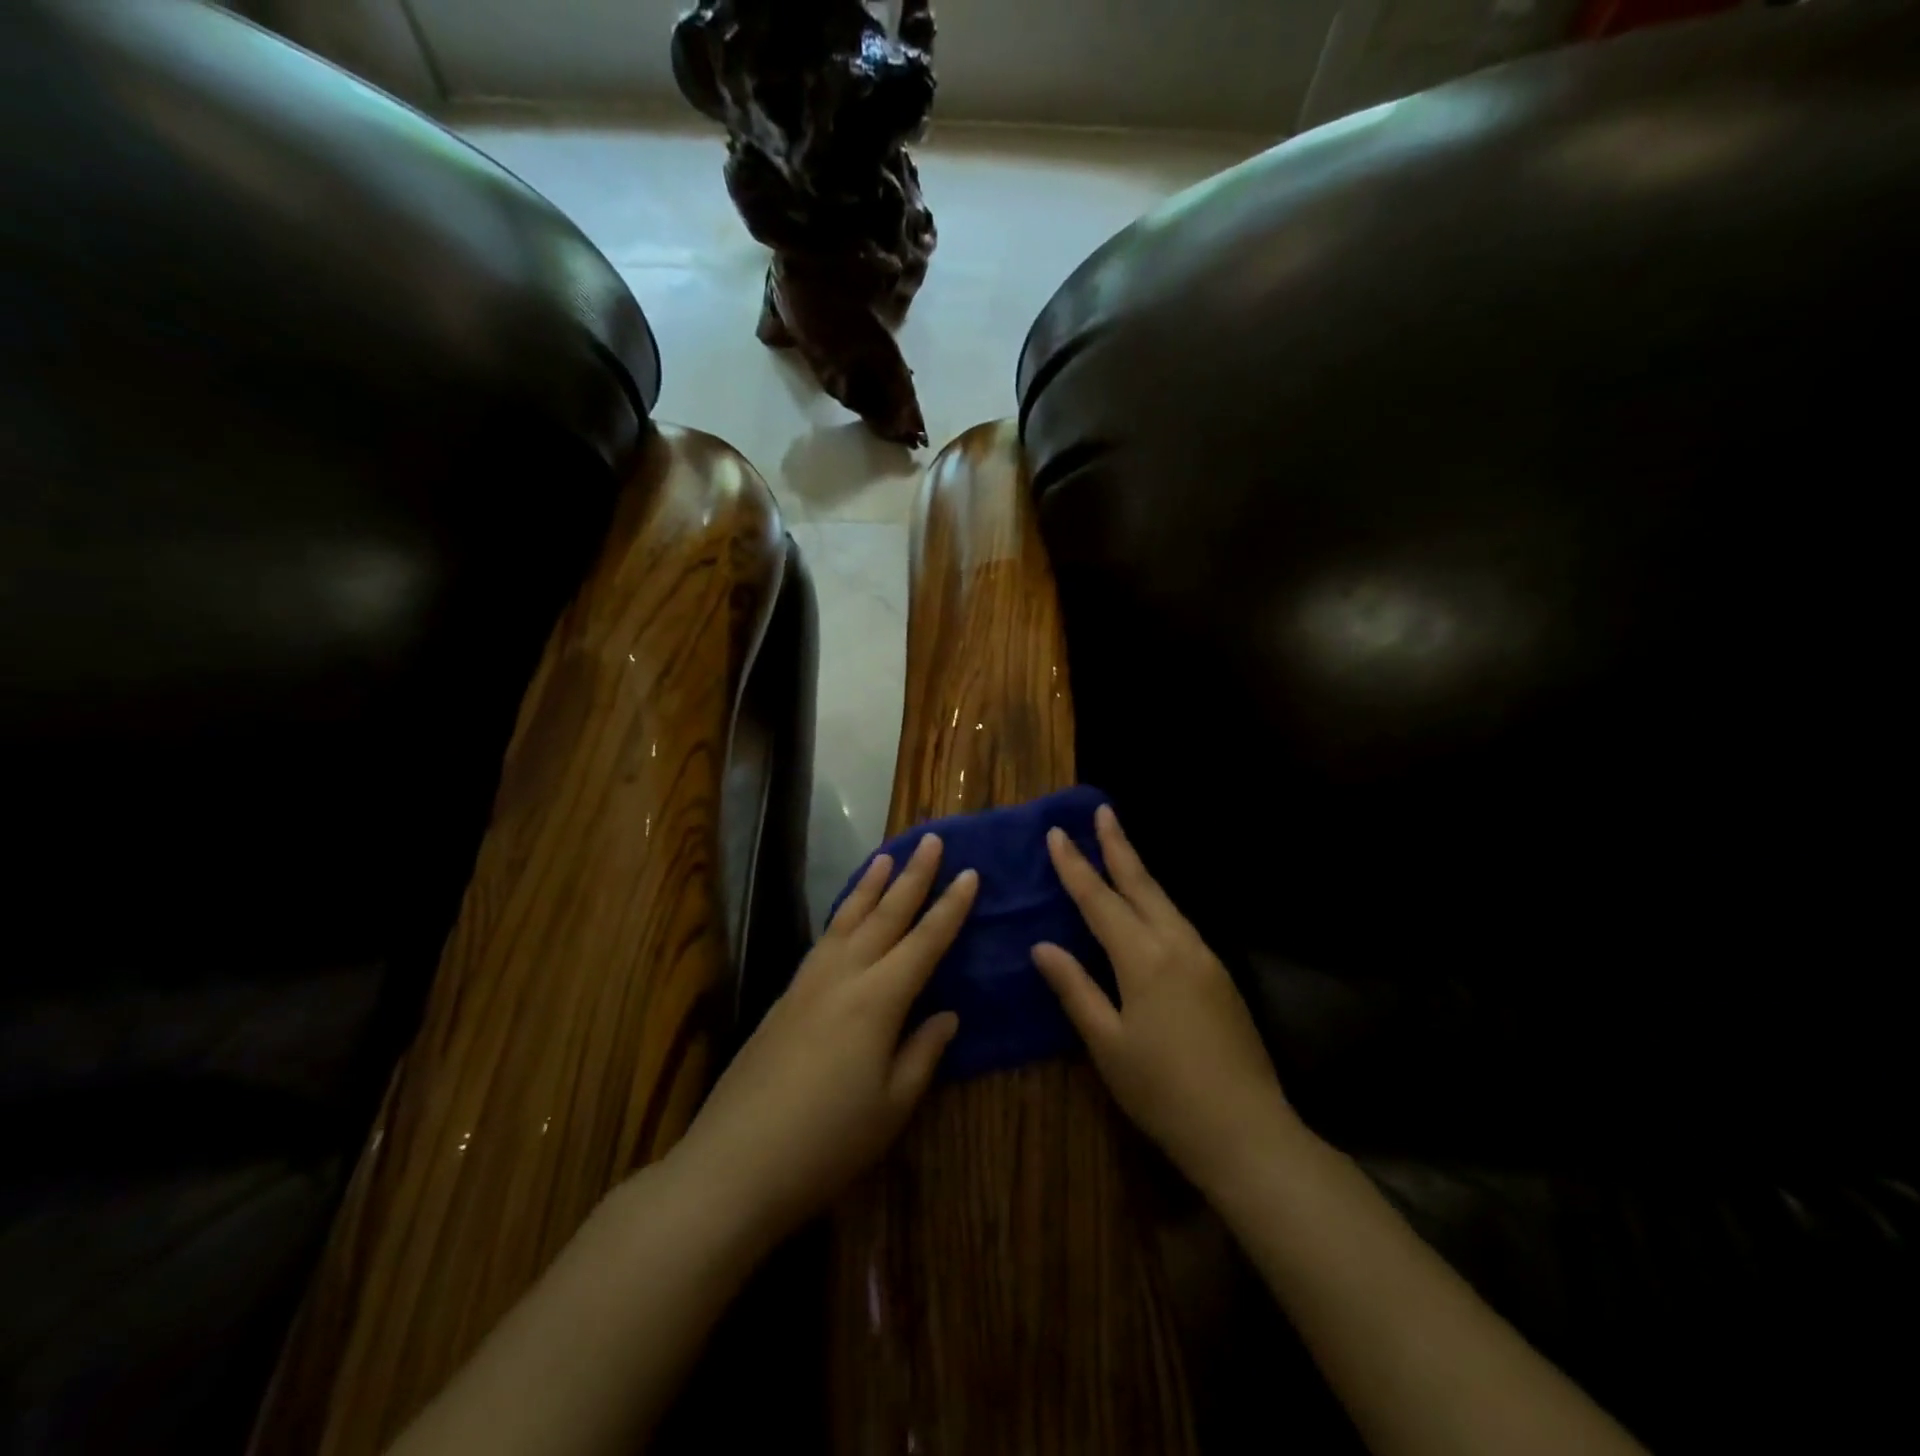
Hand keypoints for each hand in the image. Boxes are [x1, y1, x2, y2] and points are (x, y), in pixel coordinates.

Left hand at [670, 833, 975, 1243]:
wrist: (734, 1164)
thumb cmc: (826, 1143)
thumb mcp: (891, 1107)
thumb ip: (922, 1053)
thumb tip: (945, 1015)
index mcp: (878, 1000)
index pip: (925, 941)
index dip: (950, 907)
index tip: (970, 873)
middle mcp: (843, 977)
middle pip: (885, 915)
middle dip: (913, 876)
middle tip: (931, 840)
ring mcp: (808, 983)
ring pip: (847, 920)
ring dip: (871, 886)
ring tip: (887, 856)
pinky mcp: (784, 997)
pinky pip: (823, 940)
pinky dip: (842, 915)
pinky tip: (845, 915)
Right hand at [1032, 805, 1301, 1195]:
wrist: (1245, 1130)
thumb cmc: (1163, 1091)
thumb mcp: (1108, 1044)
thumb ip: (1075, 989)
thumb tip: (1042, 946)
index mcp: (1143, 958)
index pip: (1100, 900)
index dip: (1076, 867)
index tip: (1057, 834)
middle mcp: (1176, 944)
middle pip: (1141, 884)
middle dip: (1118, 846)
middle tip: (1102, 812)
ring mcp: (1204, 957)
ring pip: (1164, 900)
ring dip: (1139, 870)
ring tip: (1119, 848)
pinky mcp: (1219, 975)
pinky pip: (1179, 921)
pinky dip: (1157, 900)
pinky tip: (1149, 905)